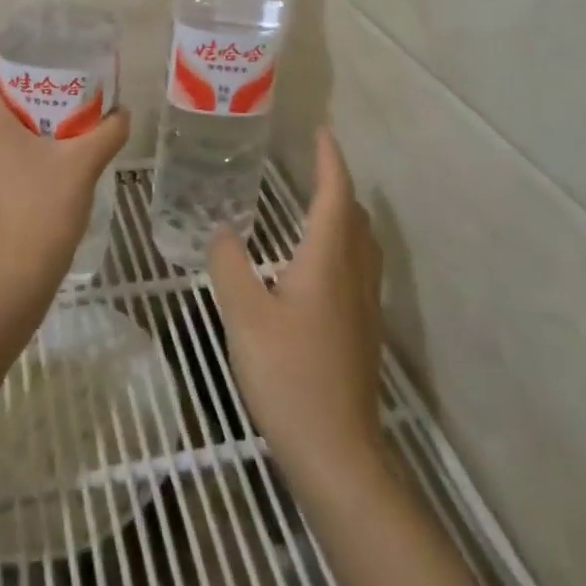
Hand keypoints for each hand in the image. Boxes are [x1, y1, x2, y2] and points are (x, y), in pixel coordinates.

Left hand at [0, 58, 130, 289]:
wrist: (17, 273)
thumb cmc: (43, 205)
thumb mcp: (84, 161)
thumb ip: (108, 130)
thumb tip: (123, 112)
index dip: (8, 58)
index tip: (41, 58)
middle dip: (21, 85)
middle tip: (59, 84)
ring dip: (20, 114)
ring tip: (59, 114)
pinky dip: (16, 140)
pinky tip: (50, 151)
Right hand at [210, 127, 386, 487]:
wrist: (338, 453)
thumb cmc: (289, 375)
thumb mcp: (244, 315)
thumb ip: (228, 264)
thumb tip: (221, 230)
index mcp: (328, 259)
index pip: (335, 193)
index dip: (330, 160)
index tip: (322, 131)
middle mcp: (354, 273)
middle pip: (355, 215)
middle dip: (337, 185)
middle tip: (310, 168)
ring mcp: (365, 305)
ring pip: (361, 243)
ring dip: (343, 216)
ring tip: (312, 208)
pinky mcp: (363, 332)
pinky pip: (358, 268)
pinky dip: (341, 246)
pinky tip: (313, 267)